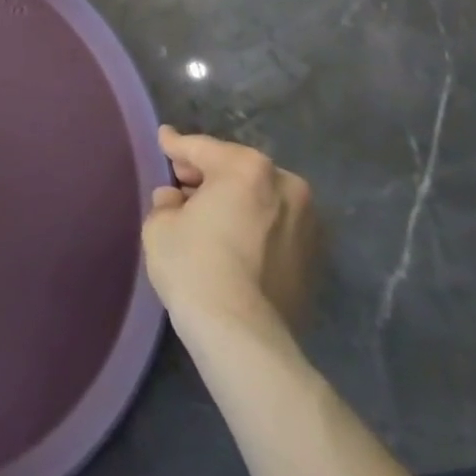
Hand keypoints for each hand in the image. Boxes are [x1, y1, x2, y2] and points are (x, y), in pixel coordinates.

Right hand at [141, 126, 318, 348]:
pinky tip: (232, 243)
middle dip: (209, 175)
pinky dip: (254, 227)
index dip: (176, 145)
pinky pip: (274, 228)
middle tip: (181, 184)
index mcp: (246, 167)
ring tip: (208, 217)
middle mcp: (286, 185)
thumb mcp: (160, 224)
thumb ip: (167, 201)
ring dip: (235, 201)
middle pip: (236, 170)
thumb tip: (177, 200)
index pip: (201, 148)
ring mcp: (307, 223)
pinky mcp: (315, 259)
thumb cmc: (195, 266)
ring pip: (260, 199)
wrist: (244, 337)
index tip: (165, 138)